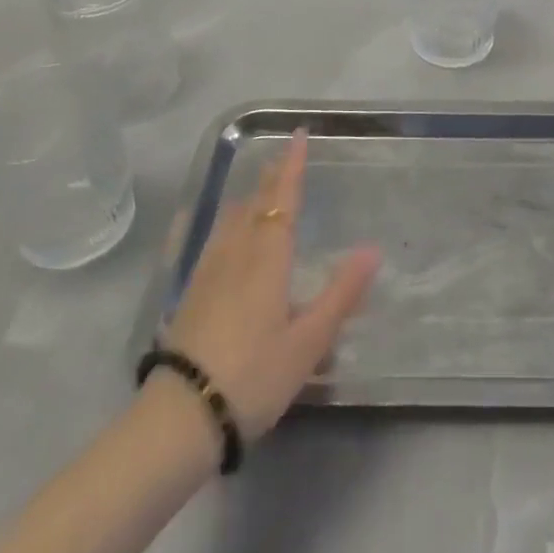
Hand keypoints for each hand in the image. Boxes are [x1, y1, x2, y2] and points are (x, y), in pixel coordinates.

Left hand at [161, 129, 380, 440]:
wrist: (181, 417)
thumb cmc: (254, 376)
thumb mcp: (309, 341)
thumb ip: (341, 293)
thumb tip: (372, 249)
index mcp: (266, 259)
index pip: (281, 200)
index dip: (292, 167)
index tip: (299, 135)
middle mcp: (235, 255)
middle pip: (253, 204)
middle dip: (270, 177)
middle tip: (283, 156)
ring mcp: (207, 273)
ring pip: (230, 220)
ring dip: (249, 196)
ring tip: (259, 187)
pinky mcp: (190, 294)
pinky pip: (213, 239)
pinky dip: (228, 222)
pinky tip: (224, 232)